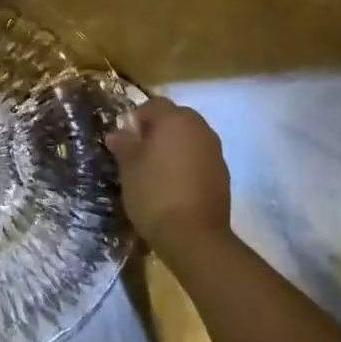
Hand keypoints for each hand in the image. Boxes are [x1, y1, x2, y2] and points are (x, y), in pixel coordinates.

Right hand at [105, 98, 231, 258]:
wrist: (194, 236)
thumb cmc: (154, 193)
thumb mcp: (129, 168)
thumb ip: (123, 145)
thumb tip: (117, 133)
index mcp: (175, 119)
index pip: (153, 105)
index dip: (136, 118)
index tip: (125, 139)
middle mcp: (200, 128)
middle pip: (175, 118)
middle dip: (158, 130)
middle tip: (139, 152)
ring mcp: (215, 151)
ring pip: (190, 138)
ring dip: (174, 146)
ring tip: (156, 170)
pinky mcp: (223, 174)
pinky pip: (200, 158)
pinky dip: (187, 164)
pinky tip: (175, 185)